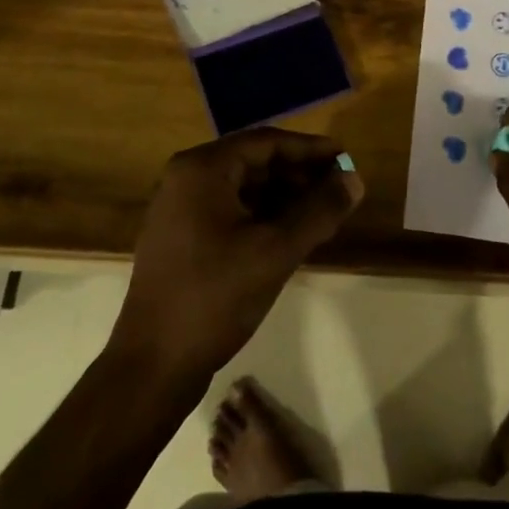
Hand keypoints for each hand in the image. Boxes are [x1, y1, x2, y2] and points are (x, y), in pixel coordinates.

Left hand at [113, 127, 363, 382]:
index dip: (310, 149)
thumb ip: (320, 211)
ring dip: (284, 197)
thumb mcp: (276, 251)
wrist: (152, 366)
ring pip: (244, 188)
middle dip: (299, 174)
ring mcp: (179, 208)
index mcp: (202, 169)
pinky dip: (263, 216)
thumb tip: (355, 179)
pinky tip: (291, 235)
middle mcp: (186, 178)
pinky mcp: (181, 237)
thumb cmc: (215, 298)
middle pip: (254, 162)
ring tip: (322, 214)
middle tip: (339, 189)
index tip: (346, 159)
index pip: (267, 142)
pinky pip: (230, 210)